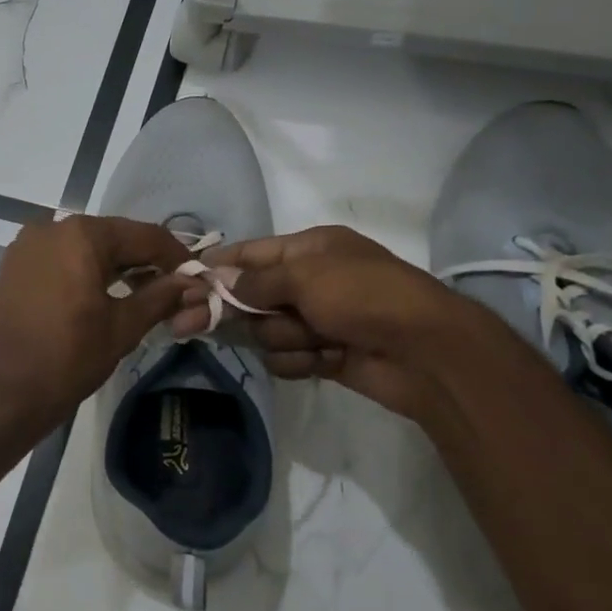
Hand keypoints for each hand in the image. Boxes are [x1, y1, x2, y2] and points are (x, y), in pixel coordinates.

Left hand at [0, 216, 195, 433]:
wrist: (5, 393)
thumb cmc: (69, 358)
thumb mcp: (123, 327)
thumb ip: (161, 296)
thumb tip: (193, 283)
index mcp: (81, 235)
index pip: (143, 235)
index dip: (175, 256)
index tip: (197, 277)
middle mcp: (51, 227)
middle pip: (113, 237)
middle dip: (144, 261)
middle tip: (172, 289)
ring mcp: (27, 245)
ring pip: (86, 247)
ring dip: (116, 266)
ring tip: (143, 294)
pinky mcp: (14, 266)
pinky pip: (61, 258)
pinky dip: (85, 271)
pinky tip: (104, 294)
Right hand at [171, 225, 483, 424]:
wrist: (426, 352)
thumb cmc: (364, 296)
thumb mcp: (306, 275)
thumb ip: (257, 279)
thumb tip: (221, 279)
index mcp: (311, 249)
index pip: (252, 253)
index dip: (219, 266)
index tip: (185, 280)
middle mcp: (311, 282)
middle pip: (252, 296)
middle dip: (233, 311)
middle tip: (185, 325)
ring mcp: (318, 320)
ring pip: (268, 332)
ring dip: (284, 338)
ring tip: (314, 340)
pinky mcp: (324, 355)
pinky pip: (288, 358)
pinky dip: (302, 360)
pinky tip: (323, 359)